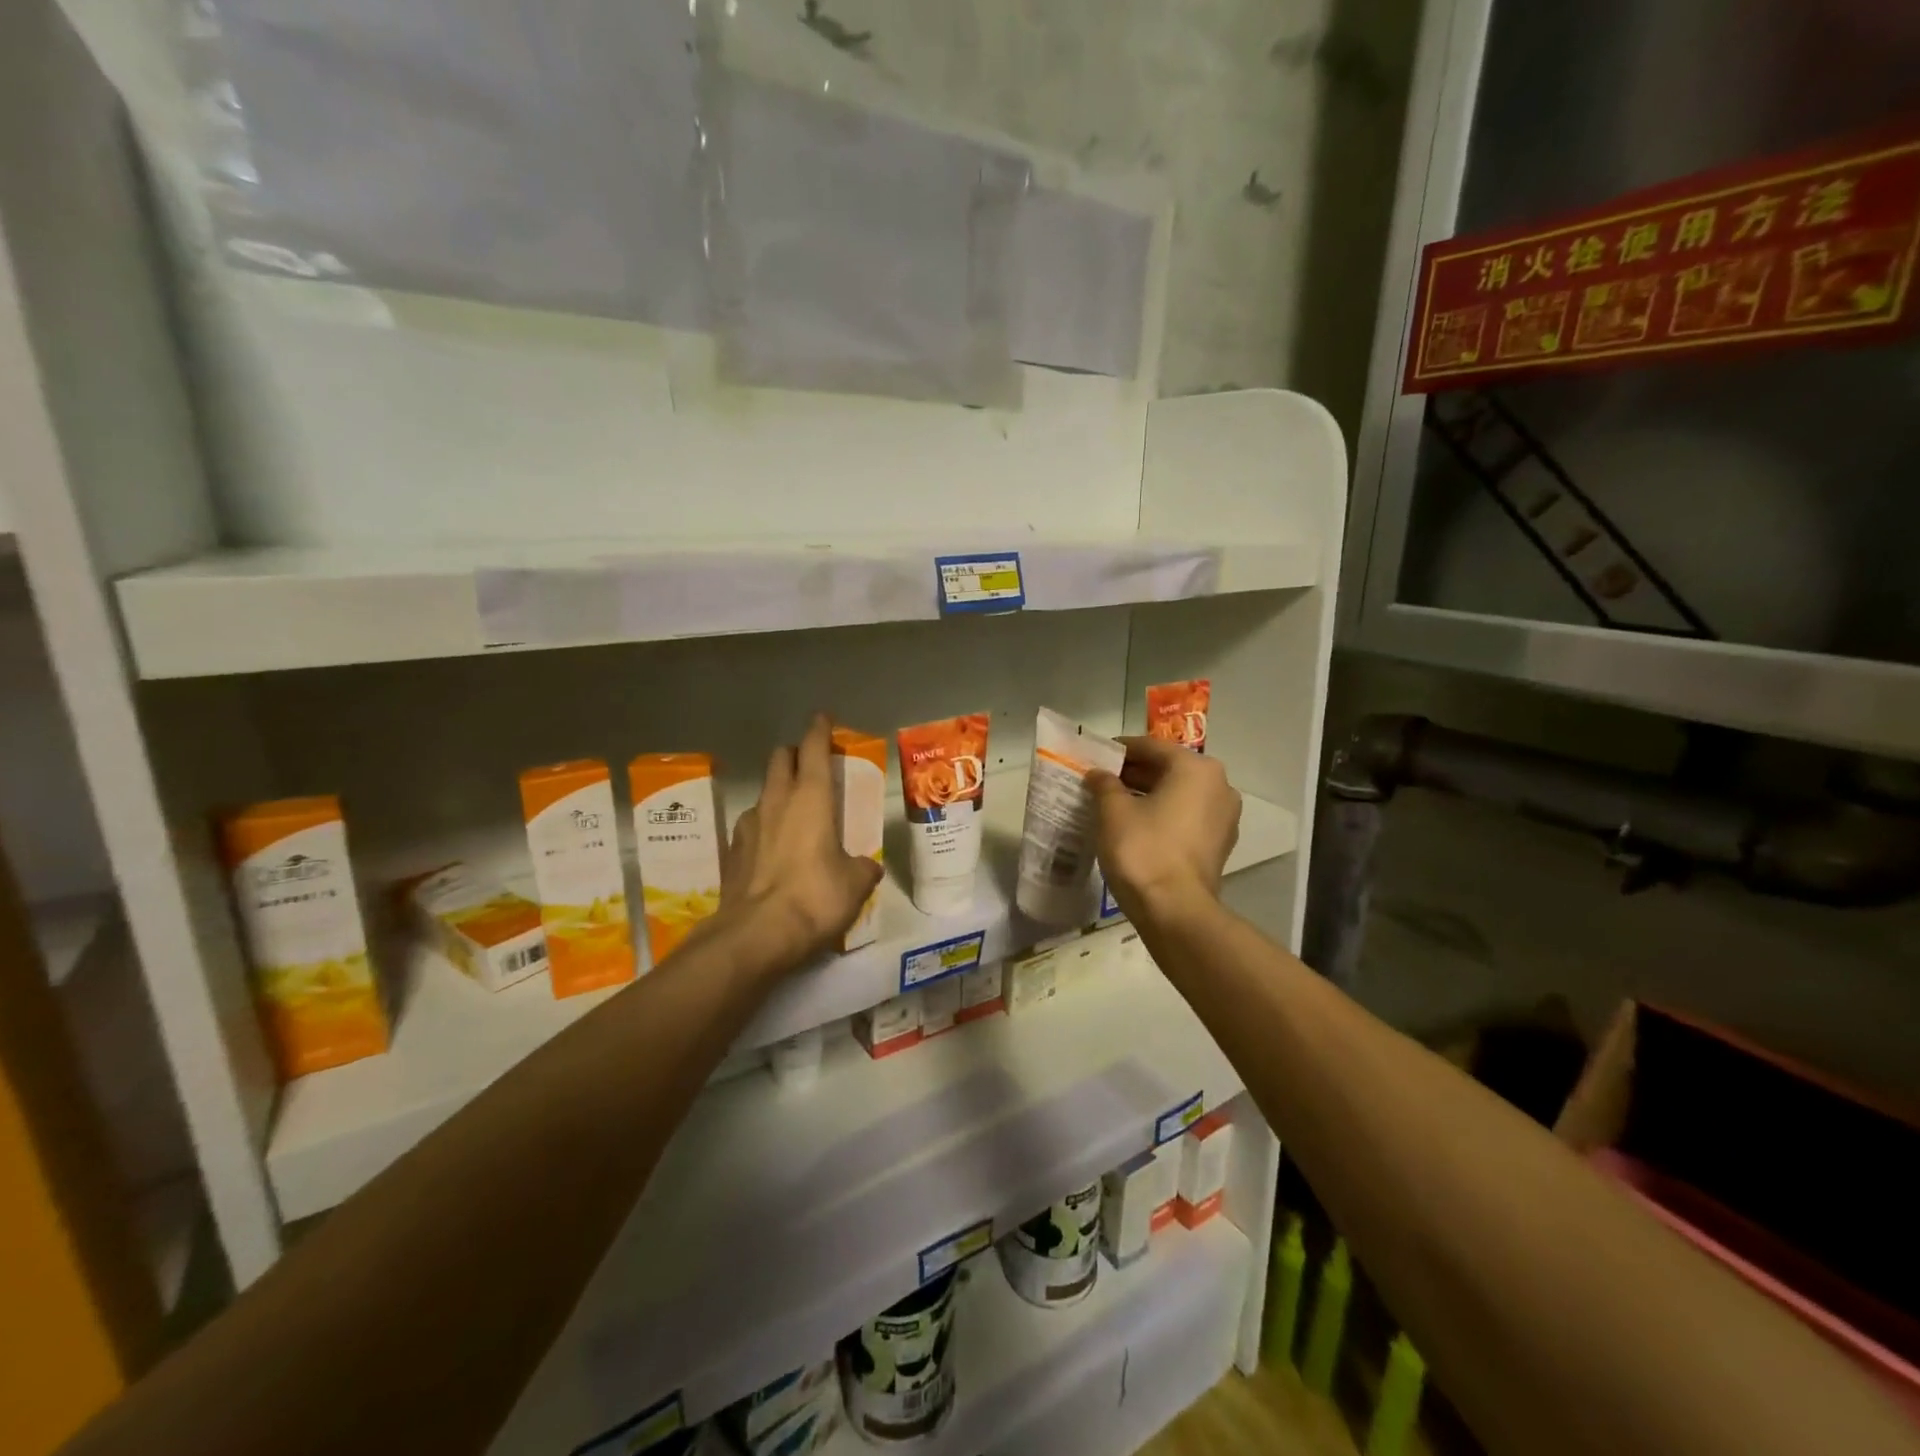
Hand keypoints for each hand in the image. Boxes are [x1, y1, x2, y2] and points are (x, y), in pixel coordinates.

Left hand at [711, 714, 884, 972]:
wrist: (755, 935)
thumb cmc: (815, 897)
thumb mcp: (855, 884)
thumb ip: (863, 868)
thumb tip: (866, 867)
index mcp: (811, 798)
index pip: (813, 749)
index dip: (819, 730)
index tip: (823, 718)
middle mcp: (776, 802)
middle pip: (780, 760)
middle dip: (795, 754)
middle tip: (811, 764)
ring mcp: (748, 825)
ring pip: (764, 793)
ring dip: (779, 792)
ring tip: (795, 813)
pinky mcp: (731, 852)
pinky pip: (751, 826)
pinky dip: (765, 827)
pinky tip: (774, 850)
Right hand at [1087, 737, 1240, 922]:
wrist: (1175, 910)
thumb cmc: (1143, 850)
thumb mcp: (1113, 811)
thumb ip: (1104, 784)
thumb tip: (1098, 774)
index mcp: (1196, 769)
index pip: (1151, 747)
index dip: (1119, 749)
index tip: (1095, 755)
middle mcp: (1219, 785)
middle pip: (1168, 768)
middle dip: (1134, 772)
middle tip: (1101, 780)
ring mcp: (1224, 817)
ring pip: (1179, 793)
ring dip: (1148, 793)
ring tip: (1113, 802)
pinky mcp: (1220, 843)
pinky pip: (1187, 816)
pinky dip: (1163, 814)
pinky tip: (1136, 825)